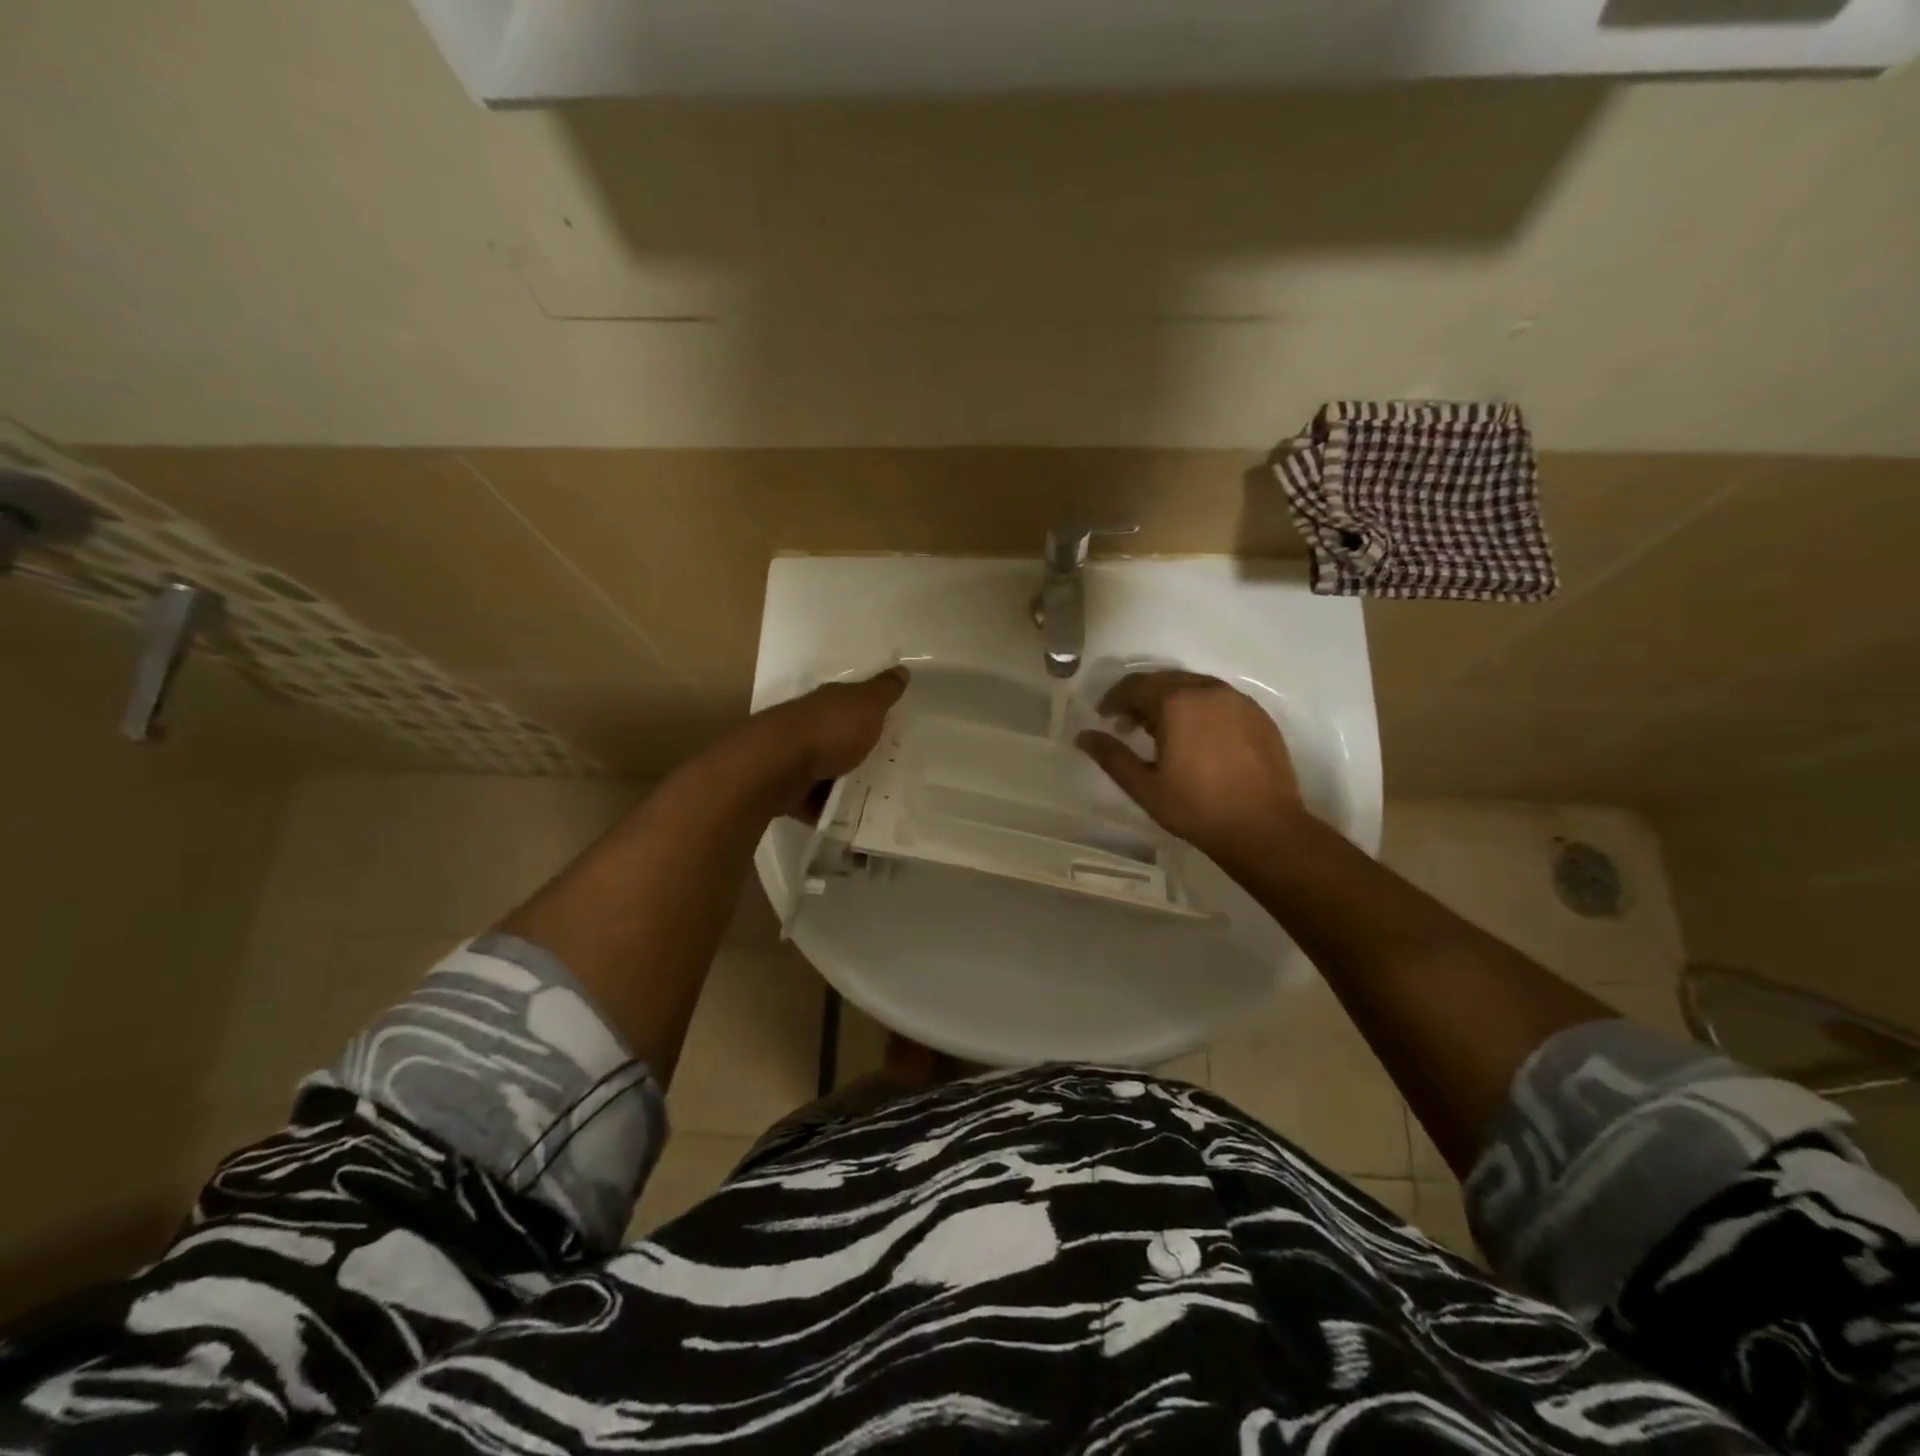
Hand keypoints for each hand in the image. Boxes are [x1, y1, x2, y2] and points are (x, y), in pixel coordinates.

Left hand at [756, 667, 908, 816]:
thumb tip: (902, 668)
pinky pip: (816, 800)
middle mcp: (811, 726)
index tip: (893, 724)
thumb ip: (884, 690)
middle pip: (840, 736)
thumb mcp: (866, 704)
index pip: (853, 701)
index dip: (872, 710)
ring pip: (827, 768)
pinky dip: (830, 807)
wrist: (777, 767)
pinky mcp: (789, 789)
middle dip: (860, 747)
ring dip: (845, 780)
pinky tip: (852, 818)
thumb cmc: (829, 730)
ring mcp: (797, 758)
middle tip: (892, 764)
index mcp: (829, 703)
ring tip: (878, 796)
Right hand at [1077, 670, 1306, 858]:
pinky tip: (1195, 737)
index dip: (1113, 699)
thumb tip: (1083, 735)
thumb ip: (1111, 756)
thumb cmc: (1196, 808)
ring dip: (1169, 701)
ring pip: (1192, 686)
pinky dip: (1198, 708)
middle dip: (1140, 698)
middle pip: (1164, 680)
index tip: (1103, 717)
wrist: (1264, 828)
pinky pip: (1218, 699)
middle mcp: (1208, 689)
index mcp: (1177, 701)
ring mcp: (1238, 700)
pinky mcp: (1258, 714)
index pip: (1135, 685)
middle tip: (1126, 725)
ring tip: (1159, 732)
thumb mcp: (1145, 786)